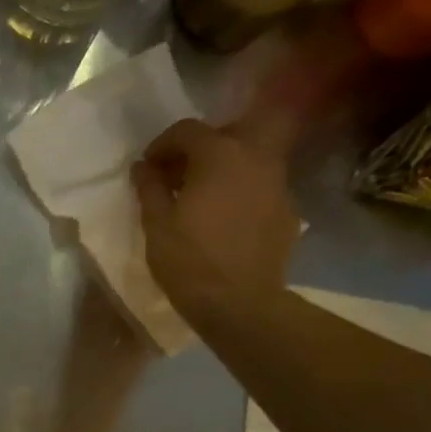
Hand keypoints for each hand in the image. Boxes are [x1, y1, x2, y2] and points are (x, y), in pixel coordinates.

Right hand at [131, 117, 298, 325]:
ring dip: (225, 167)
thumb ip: (149, 187)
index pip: (188, 130)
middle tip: (181, 172)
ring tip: (202, 196)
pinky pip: (261, 187)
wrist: (239, 302)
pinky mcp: (287, 210)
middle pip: (231, 131)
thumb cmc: (188, 260)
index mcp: (220, 155)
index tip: (148, 167)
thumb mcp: (156, 223)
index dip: (163, 144)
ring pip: (251, 158)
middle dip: (204, 144)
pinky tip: (224, 219)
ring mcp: (278, 184)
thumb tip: (143, 167)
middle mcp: (256, 158)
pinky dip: (241, 191)